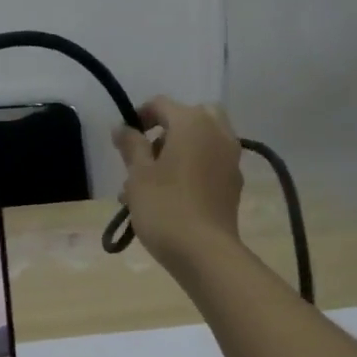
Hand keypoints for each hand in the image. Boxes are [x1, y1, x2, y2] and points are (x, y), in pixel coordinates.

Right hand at [113, 97, 244, 272]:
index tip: (123, 139)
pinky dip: (191, 170)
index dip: (139, 116)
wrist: (204, 252)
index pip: (161, 104)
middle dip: (165, 132)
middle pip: (190, 118)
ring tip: (147, 185)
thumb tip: (123, 127)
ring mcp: (230, 159)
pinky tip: (169, 197)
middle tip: (145, 156)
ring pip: (200, 143)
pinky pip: (209, 164)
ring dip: (175, 153)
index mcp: (193, 123)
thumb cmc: (164, 208)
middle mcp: (218, 133)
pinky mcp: (233, 184)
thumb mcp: (138, 175)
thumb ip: (130, 145)